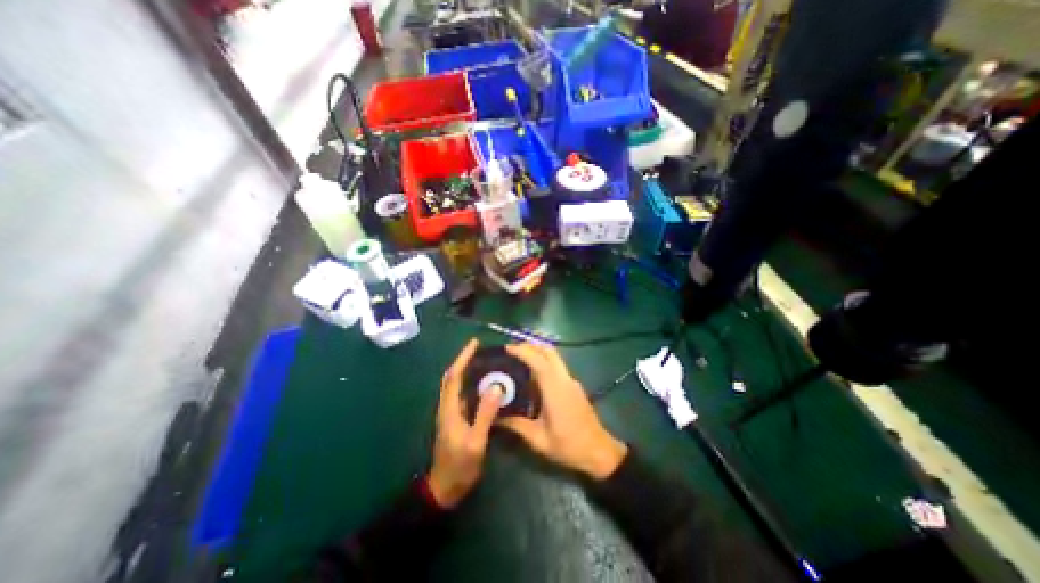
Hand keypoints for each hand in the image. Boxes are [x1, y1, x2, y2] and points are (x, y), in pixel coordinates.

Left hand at [424, 338, 501, 508]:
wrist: (444, 489)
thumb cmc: (459, 466)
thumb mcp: (475, 441)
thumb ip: (485, 414)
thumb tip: (496, 387)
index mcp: (449, 409)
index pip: (454, 376)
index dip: (463, 358)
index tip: (474, 343)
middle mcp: (447, 406)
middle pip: (452, 377)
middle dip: (464, 361)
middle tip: (481, 350)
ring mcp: (450, 413)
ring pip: (456, 385)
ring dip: (466, 371)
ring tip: (485, 362)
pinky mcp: (455, 419)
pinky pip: (462, 395)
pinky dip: (470, 384)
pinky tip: (484, 385)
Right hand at [495, 344, 624, 479]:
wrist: (598, 451)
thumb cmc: (568, 446)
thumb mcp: (538, 440)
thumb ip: (516, 425)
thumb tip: (495, 417)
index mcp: (555, 389)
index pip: (539, 361)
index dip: (523, 351)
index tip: (507, 348)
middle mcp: (564, 379)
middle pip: (549, 352)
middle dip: (530, 346)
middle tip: (512, 351)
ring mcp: (571, 381)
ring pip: (554, 357)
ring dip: (537, 352)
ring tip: (519, 360)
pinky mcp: (574, 386)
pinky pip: (557, 367)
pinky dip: (544, 362)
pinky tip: (532, 375)